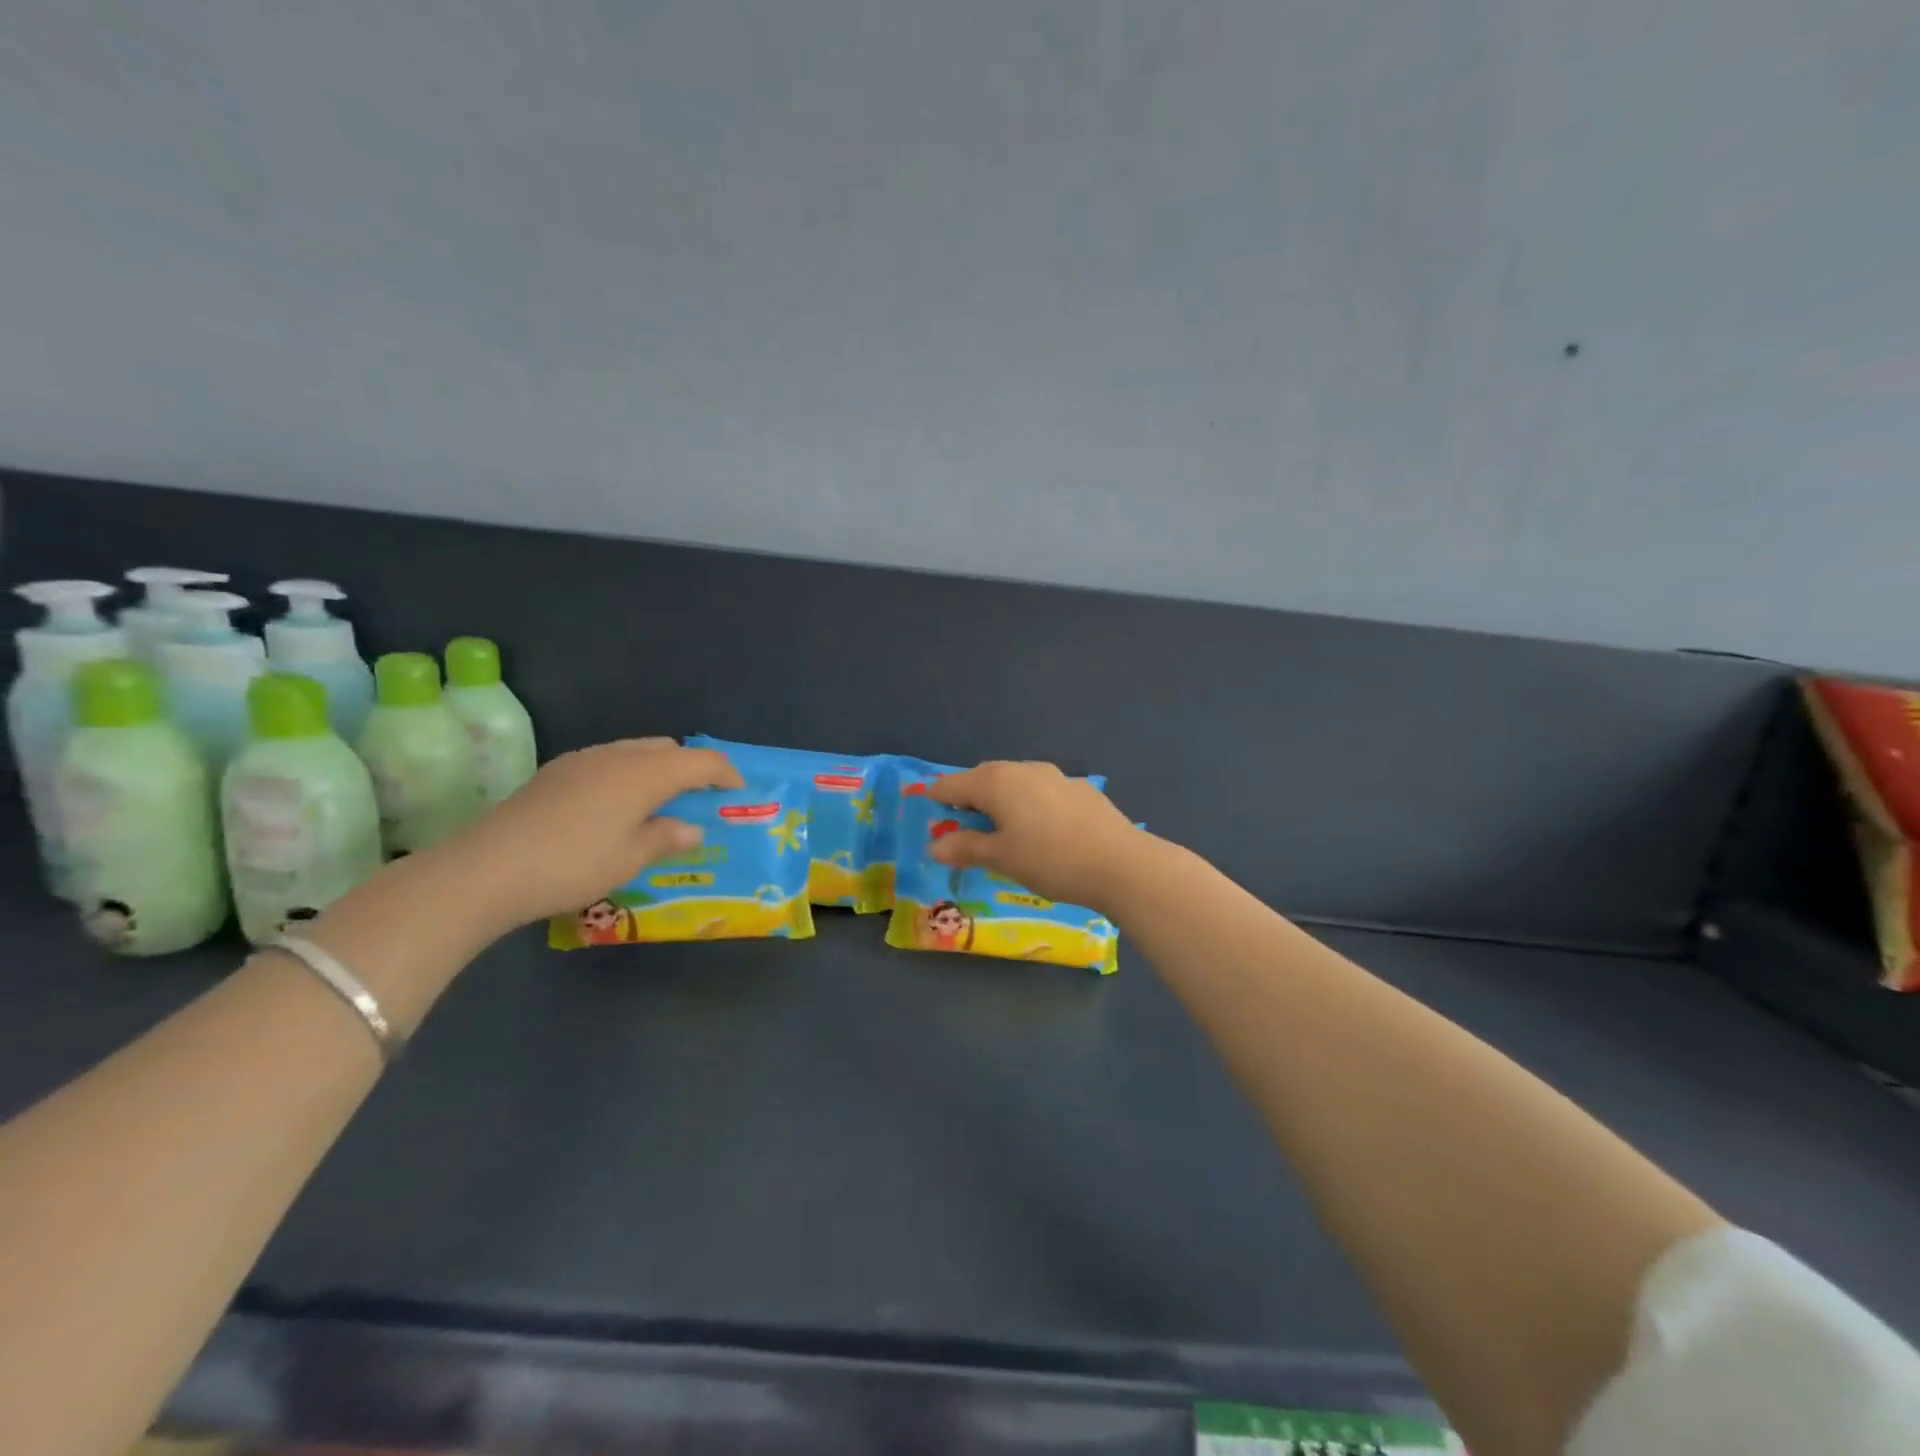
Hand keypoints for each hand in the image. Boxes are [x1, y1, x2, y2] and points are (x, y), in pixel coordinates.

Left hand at [450, 738, 742, 925]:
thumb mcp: (630, 858)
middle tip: (700, 798)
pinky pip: (607, 762)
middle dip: (690, 768)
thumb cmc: (573, 864)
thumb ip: (666, 837)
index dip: (725, 773)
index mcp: (644, 773)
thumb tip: (691, 828)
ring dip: (656, 770)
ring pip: (634, 751)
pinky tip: (615, 807)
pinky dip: (626, 775)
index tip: (739, 791)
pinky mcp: (555, 773)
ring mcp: (581, 761)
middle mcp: (616, 756)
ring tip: (660, 803)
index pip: (699, 761)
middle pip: (667, 749)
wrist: (486, 870)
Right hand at [927, 760, 1141, 911]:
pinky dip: (1030, 803)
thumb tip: (934, 845)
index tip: (928, 810)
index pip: (953, 784)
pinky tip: (1041, 828)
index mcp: (997, 782)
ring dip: (1001, 798)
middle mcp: (1024, 769)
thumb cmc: (1050, 860)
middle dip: (969, 795)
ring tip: (1001, 826)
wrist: (1121, 863)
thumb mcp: (1002, 858)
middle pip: (985, 777)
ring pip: (1016, 781)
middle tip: (962, 822)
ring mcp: (1056, 776)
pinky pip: (1042, 790)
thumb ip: (966, 848)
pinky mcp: (1081, 789)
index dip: (938, 797)